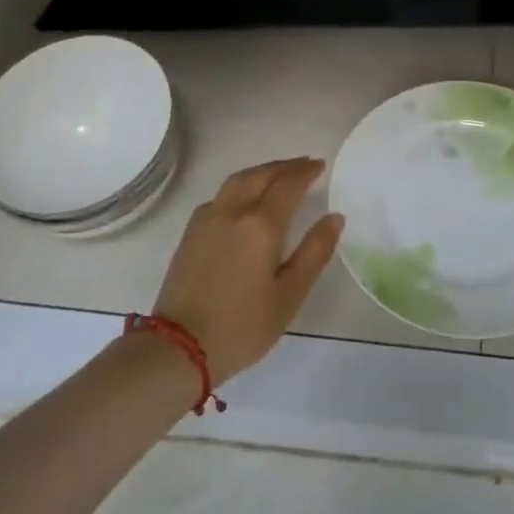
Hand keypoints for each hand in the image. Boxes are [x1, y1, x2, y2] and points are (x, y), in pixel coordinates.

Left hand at [149, 157, 343, 382]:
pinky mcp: (190, 233)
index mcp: (261, 225)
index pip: (287, 185)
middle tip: (304, 164)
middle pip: (260, 175)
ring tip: (277, 174)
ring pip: (237, 181)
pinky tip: (244, 200)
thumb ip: (315, 252)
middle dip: (284, 166)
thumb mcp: (290, 295)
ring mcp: (206, 220)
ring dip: (261, 171)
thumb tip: (335, 218)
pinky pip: (220, 195)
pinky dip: (240, 186)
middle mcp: (232, 212)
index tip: (320, 165)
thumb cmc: (242, 326)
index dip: (305, 172)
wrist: (178, 349)